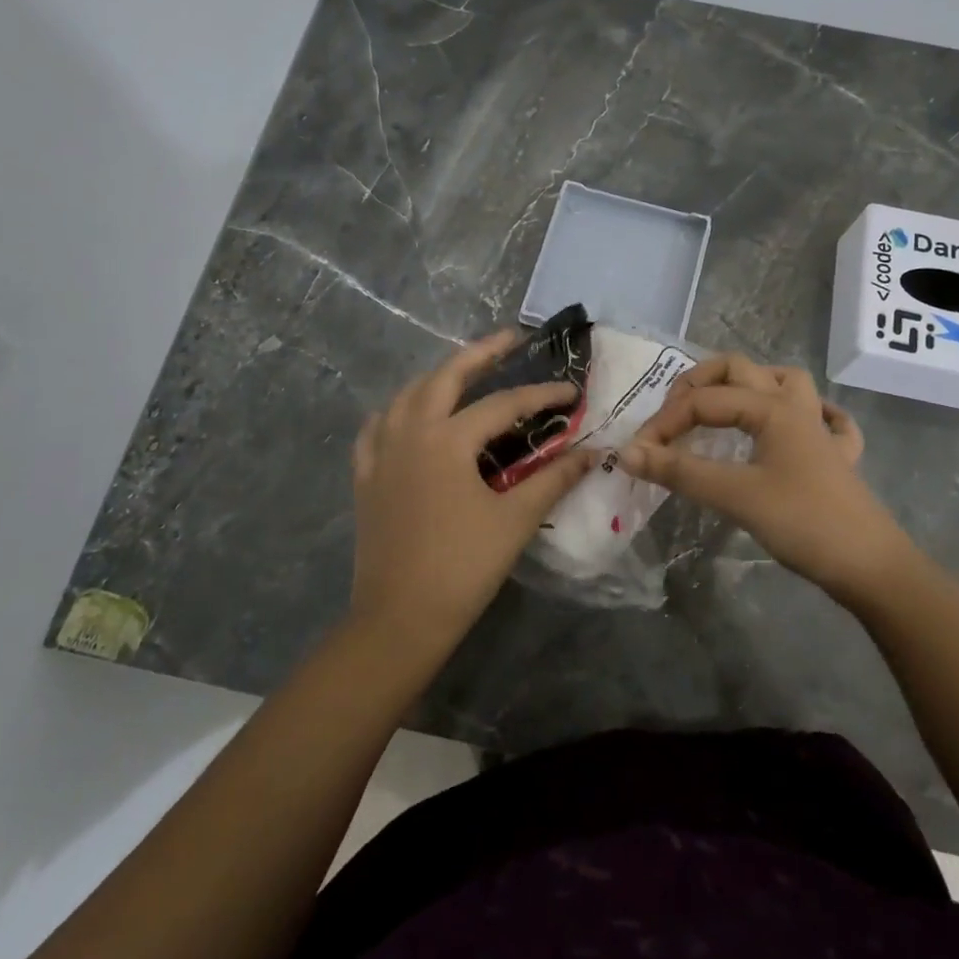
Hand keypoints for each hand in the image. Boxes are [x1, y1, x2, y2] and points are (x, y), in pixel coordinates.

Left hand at [350, 330, 594, 656]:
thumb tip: (593, 452)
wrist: (400, 619)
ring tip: (464, 373)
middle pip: (444, 377)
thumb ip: (554, 479)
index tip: (570, 391)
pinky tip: (408, 416)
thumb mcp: (515, 520)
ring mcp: (381, 453)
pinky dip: (396, 411)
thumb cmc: (462, 567)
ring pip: (407, 395)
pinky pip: (377, 427)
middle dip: (479, 353)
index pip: (503, 404)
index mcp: (446, 440)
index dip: (541, 395)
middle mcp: (409, 432)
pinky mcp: (365, 477)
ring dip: (437, 377)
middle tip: (509, 339)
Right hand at [618, 354, 913, 609]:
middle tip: (672, 415)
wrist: (871, 567)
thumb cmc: (803, 522)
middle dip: (699, 384)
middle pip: (741, 370)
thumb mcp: (735, 495)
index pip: (703, 401)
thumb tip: (627, 452)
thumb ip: (679, 471)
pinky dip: (807, 415)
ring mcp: (820, 430)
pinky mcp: (836, 458)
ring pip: (784, 382)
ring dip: (749, 386)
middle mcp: (795, 406)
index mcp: (771, 407)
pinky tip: (794, 428)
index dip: (665, 423)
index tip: (638, 453)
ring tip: (722, 408)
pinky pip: (826, 419)